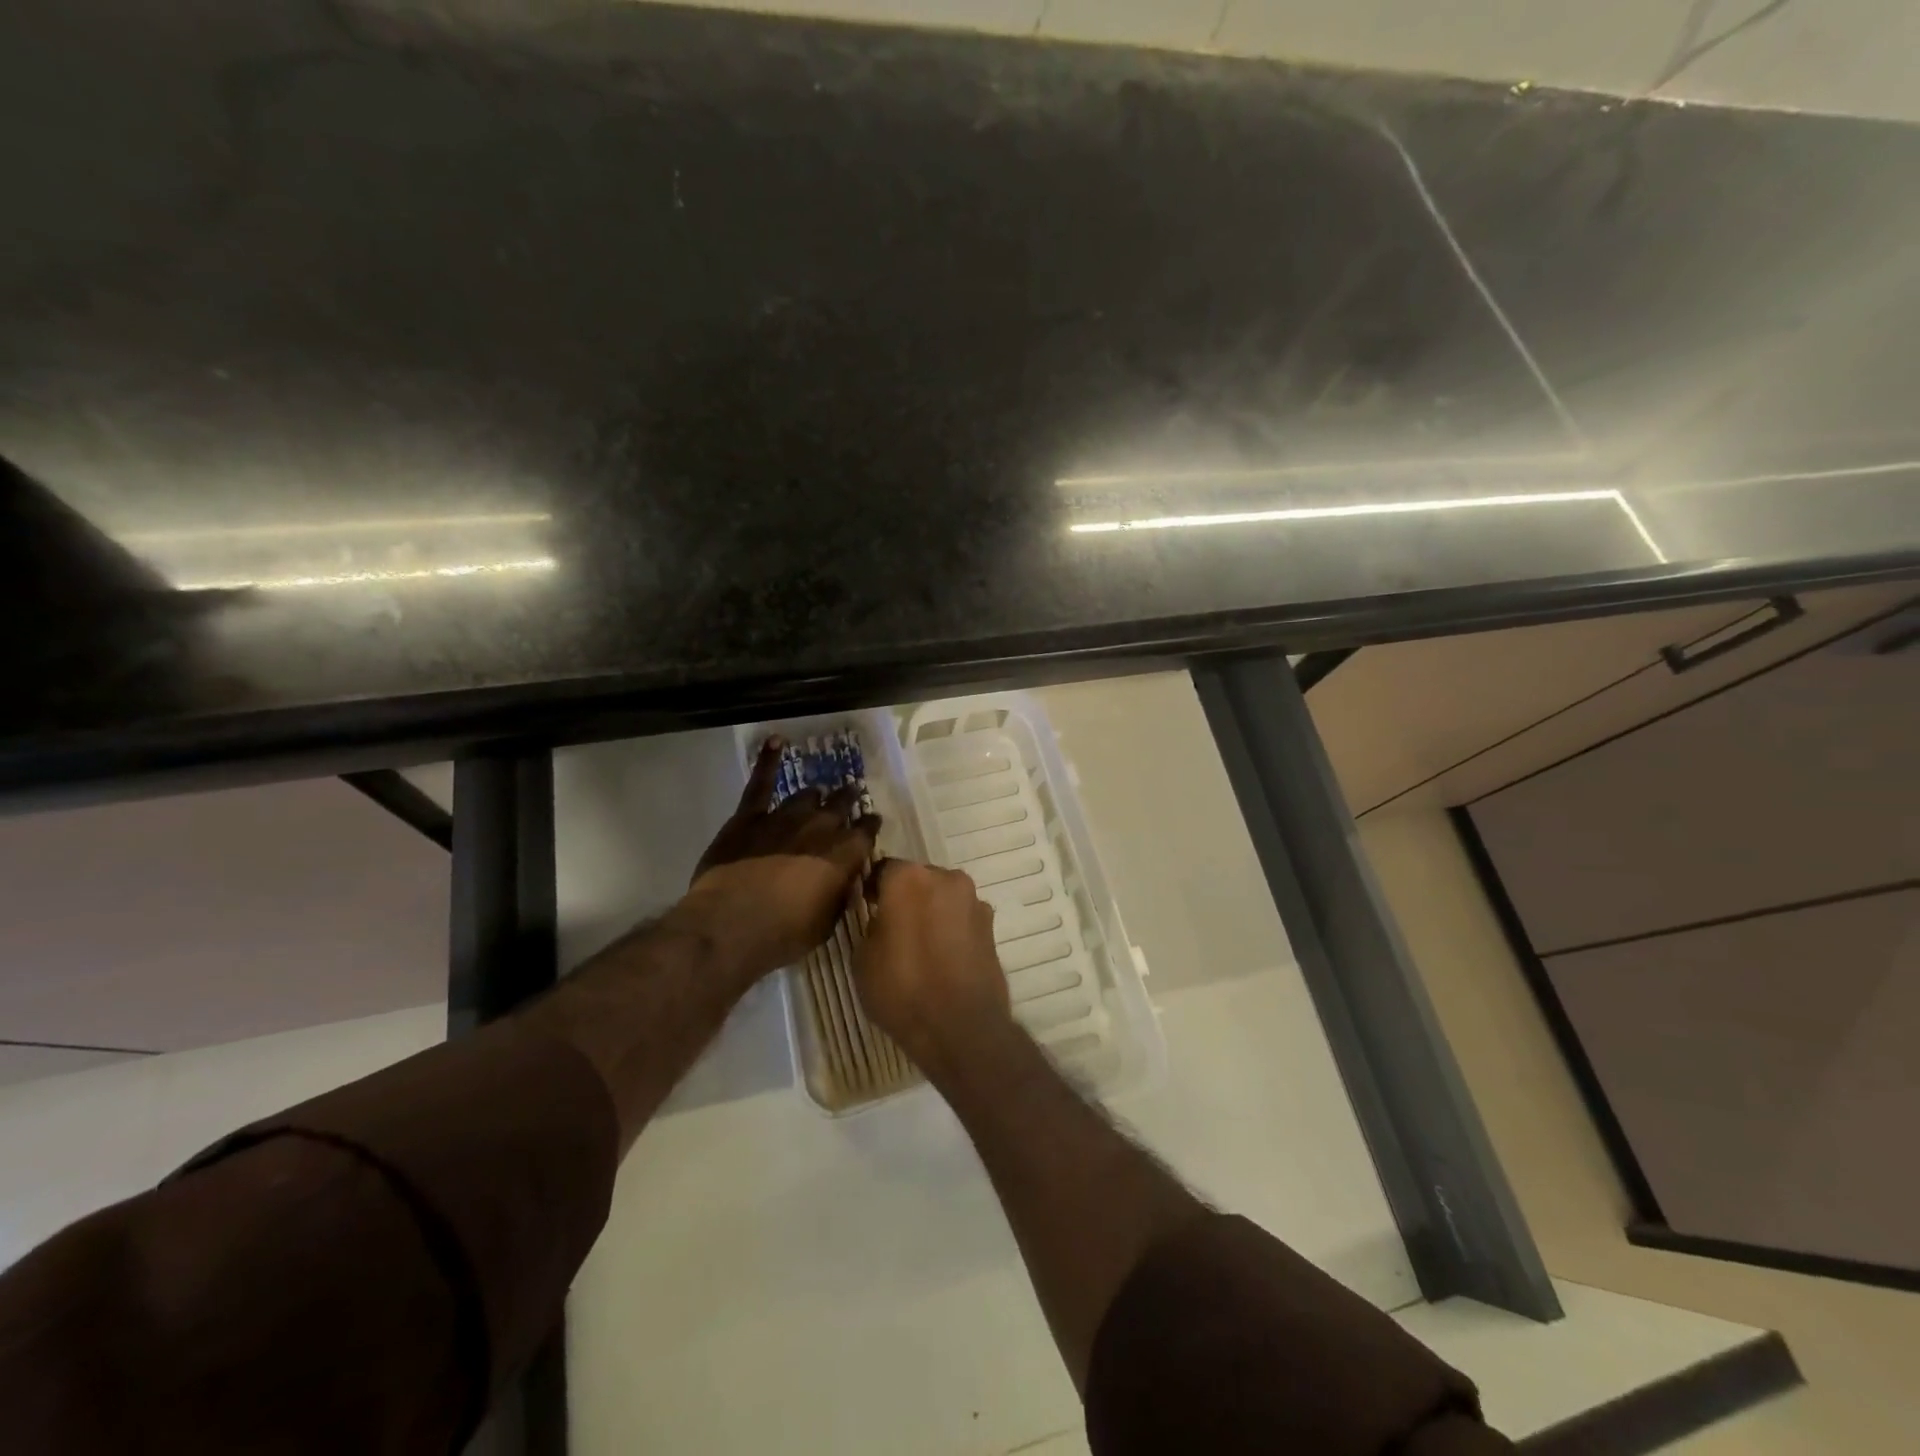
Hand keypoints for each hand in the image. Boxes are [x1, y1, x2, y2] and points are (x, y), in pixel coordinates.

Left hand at [681, 737, 880, 981]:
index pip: (867, 831)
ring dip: (816, 795)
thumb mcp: (828, 922)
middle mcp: (821, 827)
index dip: (870, 826)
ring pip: (807, 795)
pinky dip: (768, 760)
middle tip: (851, 796)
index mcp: (845, 853)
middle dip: (848, 800)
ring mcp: (785, 816)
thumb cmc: (785, 933)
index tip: (872, 823)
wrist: (733, 924)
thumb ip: (839, 893)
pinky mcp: (750, 816)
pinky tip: (776, 742)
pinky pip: (761, 782)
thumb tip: (845, 880)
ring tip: (819, 792)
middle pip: (841, 805)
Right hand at [855, 860, 1012, 1079]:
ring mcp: (974, 900)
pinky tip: (944, 958)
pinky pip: (962, 918)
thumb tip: (883, 918)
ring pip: (943, 897)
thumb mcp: (863, 958)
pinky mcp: (992, 925)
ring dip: (932, 912)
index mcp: (908, 878)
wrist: (962, 1027)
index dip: (873, 889)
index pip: (883, 870)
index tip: (868, 909)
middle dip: (907, 898)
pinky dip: (952, 929)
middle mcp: (946, 878)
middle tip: (895, 928)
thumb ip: (871, 925)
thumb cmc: (903, 989)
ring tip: (922, 947)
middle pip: (918, 879)